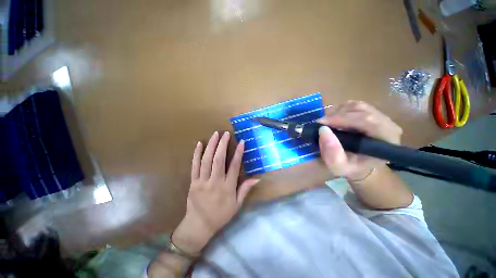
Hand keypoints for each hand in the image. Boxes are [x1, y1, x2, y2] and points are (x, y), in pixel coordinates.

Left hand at [172, 131, 259, 254]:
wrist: (200, 223)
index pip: (234, 167)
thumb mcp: (236, 205)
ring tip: (215, 134)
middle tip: (226, 133)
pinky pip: (194, 166)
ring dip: (211, 146)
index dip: (238, 153)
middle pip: (219, 159)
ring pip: (206, 160)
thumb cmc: (221, 215)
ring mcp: (202, 181)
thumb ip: (244, 190)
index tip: (241, 142)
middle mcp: (215, 182)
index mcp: (227, 188)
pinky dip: (196, 154)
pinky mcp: (193, 182)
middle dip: (222, 145)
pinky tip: (199, 144)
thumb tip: (256, 178)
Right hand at [317, 101, 402, 180]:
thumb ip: (333, 155)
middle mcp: (389, 123)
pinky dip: (344, 110)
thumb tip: (323, 131)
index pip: (367, 121)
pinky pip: (358, 105)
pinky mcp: (375, 111)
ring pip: (358, 106)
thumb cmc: (356, 168)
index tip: (323, 124)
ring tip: (329, 123)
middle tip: (323, 123)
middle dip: (339, 115)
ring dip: (340, 111)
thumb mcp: (342, 168)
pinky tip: (338, 120)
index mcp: (387, 139)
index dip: (343, 119)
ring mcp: (383, 115)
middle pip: (361, 110)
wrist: (365, 166)